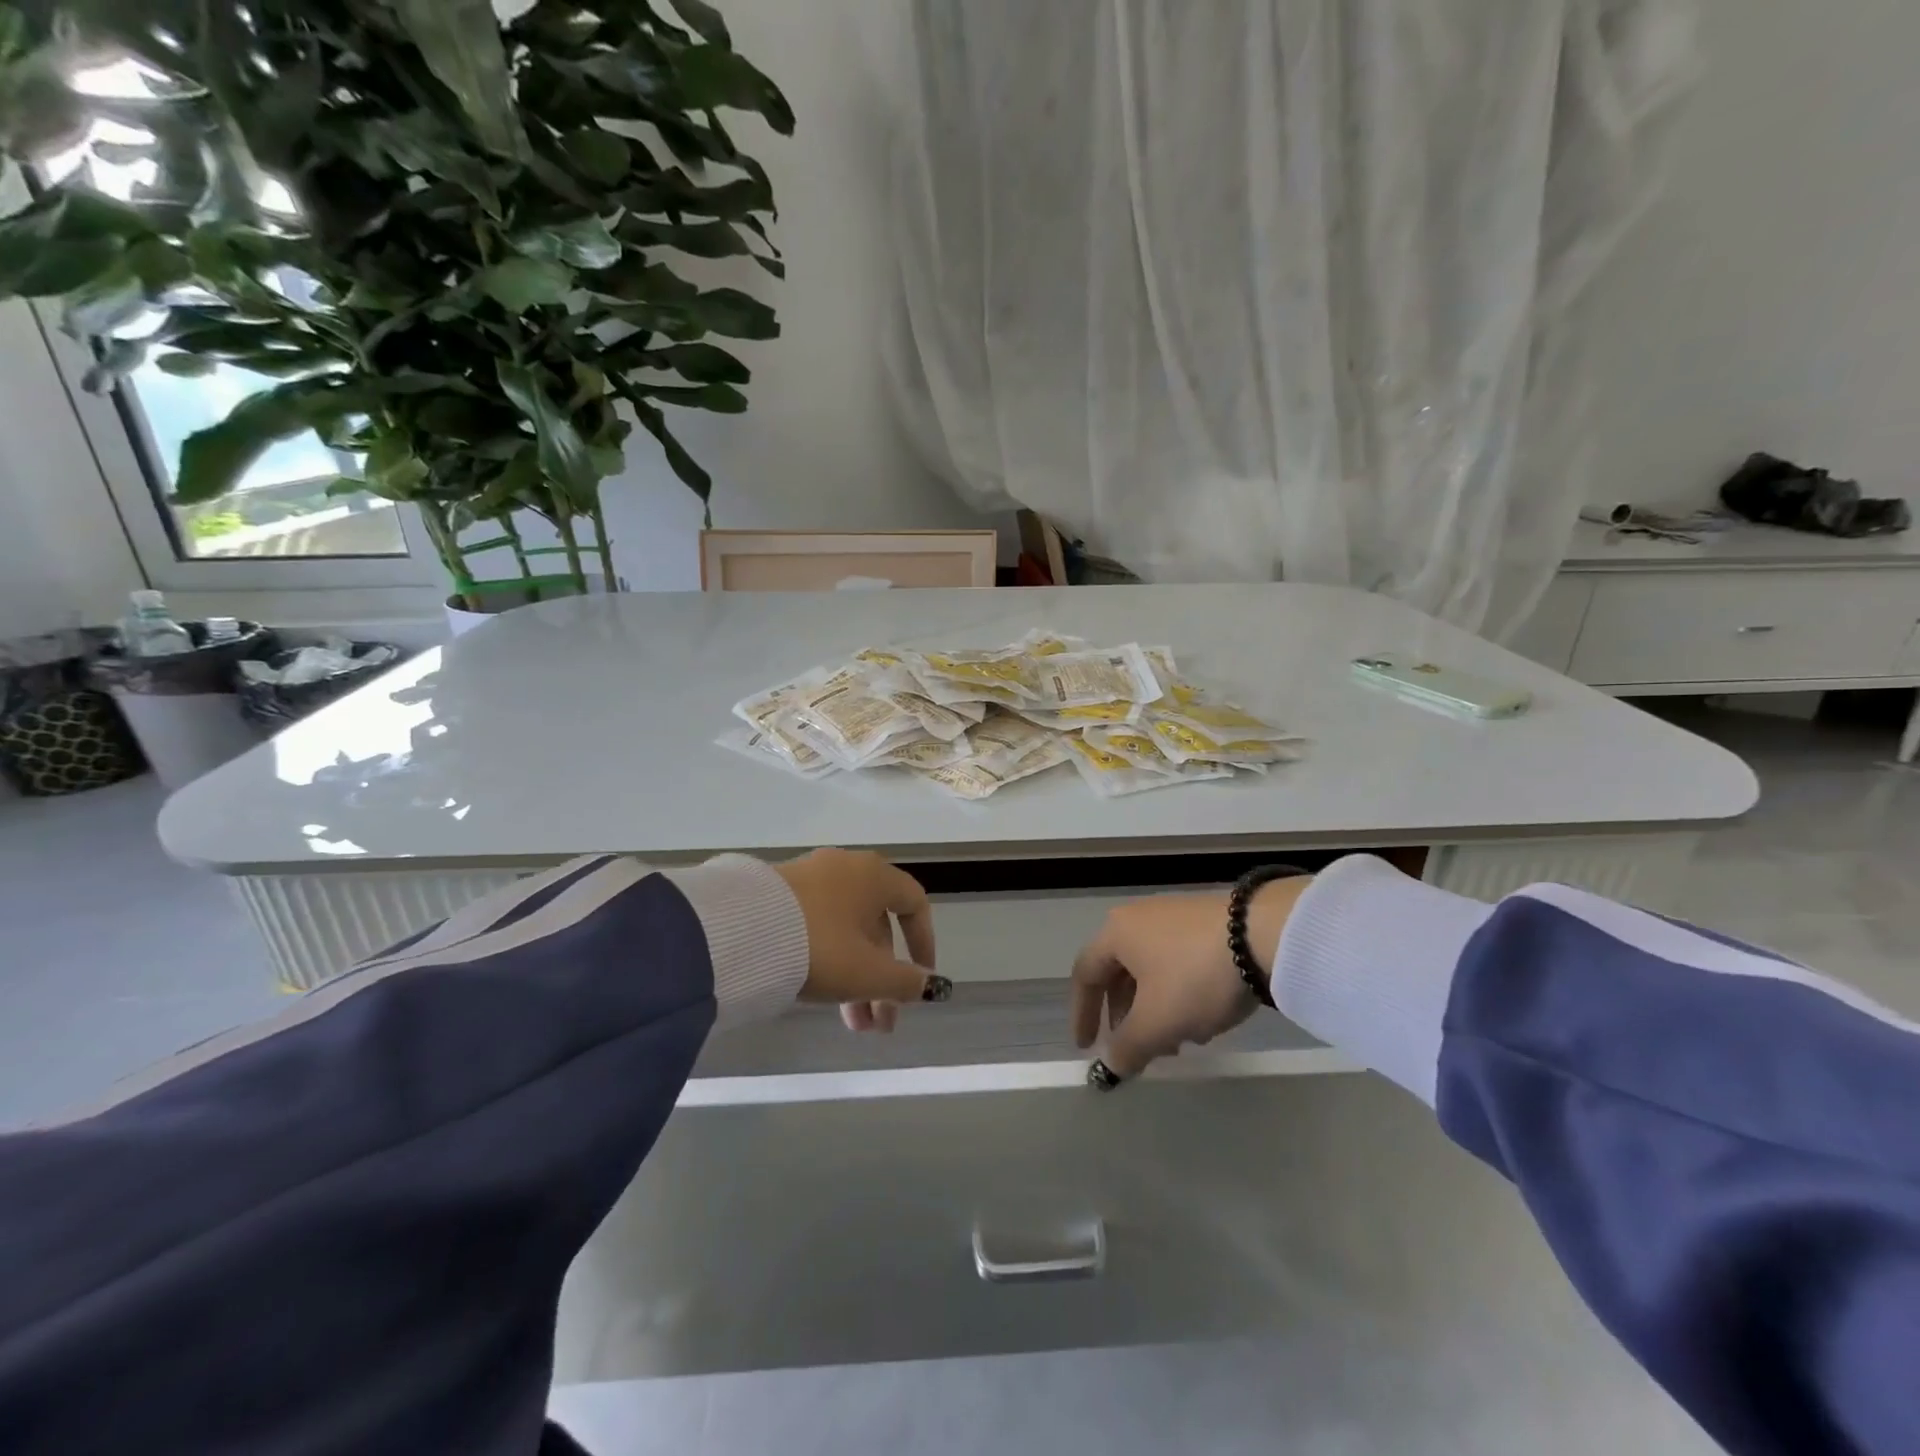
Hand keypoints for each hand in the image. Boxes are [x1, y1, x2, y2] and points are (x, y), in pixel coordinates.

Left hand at [774, 849, 948, 1032]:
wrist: (741, 932)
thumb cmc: (820, 946)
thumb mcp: (868, 973)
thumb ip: (905, 982)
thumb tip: (929, 985)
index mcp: (875, 875)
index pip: (914, 903)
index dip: (924, 943)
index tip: (921, 979)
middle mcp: (846, 869)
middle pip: (877, 927)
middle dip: (883, 980)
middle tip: (879, 1023)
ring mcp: (810, 879)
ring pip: (847, 933)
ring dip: (857, 979)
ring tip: (853, 1027)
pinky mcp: (780, 894)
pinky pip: (818, 928)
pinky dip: (829, 961)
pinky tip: (822, 997)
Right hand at [1070, 877, 1311, 1080]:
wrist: (1265, 934)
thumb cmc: (1194, 976)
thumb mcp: (1157, 1023)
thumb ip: (1127, 1048)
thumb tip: (1111, 1064)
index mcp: (1115, 933)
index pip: (1085, 974)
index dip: (1082, 1014)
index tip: (1087, 1048)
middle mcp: (1138, 918)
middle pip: (1119, 973)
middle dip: (1127, 1017)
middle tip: (1139, 1050)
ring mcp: (1173, 915)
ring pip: (1151, 970)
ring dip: (1155, 1009)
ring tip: (1179, 1041)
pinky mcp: (1205, 921)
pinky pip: (1178, 961)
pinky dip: (1178, 993)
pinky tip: (1204, 1016)